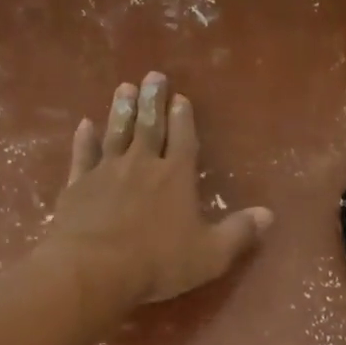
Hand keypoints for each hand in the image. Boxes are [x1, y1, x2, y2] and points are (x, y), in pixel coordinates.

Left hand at [41, 73, 273, 308]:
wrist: (94, 268)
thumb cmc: (158, 262)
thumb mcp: (210, 254)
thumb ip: (239, 232)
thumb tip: (268, 214)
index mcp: (176, 177)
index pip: (183, 139)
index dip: (184, 118)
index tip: (181, 98)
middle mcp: (141, 165)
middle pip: (149, 126)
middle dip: (153, 101)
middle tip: (153, 76)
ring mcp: (106, 172)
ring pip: (116, 133)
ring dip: (121, 110)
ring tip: (125, 88)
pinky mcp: (77, 186)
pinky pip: (83, 156)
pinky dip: (85, 139)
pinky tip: (85, 125)